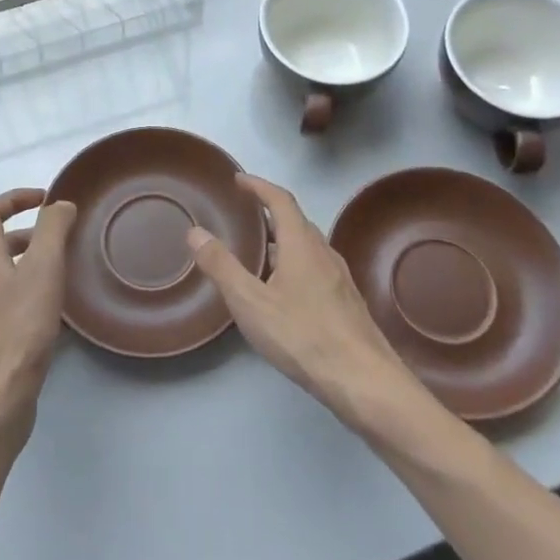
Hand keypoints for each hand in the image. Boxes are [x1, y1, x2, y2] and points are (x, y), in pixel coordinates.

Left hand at [0, 189, 78, 430]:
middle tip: (62, 237)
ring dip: (34, 264)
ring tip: (66, 271)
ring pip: (7, 275)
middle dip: (30, 232)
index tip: (45, 198)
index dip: (14, 198)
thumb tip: (59, 204)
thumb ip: (52, 230)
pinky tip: (61, 313)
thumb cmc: (20, 327)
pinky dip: (35, 294)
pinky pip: (14, 304)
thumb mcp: (43, 268)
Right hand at [186, 174, 423, 429]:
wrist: (363, 380)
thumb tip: (195, 232)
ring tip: (258, 252)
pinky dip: (294, 263)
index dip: (259, 186)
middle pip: (296, 221)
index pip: (280, 200)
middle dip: (270, 212)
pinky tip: (283, 291)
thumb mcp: (251, 302)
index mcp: (301, 244)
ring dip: (283, 240)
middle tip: (244, 214)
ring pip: (307, 247)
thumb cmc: (303, 335)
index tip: (239, 179)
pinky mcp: (346, 302)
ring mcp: (339, 278)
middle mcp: (324, 253)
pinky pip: (315, 268)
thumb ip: (221, 266)